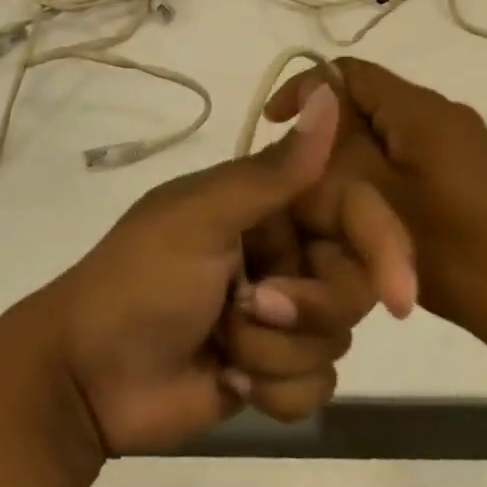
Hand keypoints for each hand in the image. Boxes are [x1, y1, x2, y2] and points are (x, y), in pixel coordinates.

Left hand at [38, 85, 398, 455]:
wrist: (86, 378)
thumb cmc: (142, 280)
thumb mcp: (204, 217)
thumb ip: (275, 170)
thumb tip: (331, 95)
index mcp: (268, 201)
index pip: (352, 208)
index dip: (382, 245)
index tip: (400, 296)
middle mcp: (283, 249)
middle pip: (353, 282)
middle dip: (306, 307)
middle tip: (253, 307)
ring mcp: (280, 312)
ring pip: (336, 339)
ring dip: (276, 353)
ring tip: (223, 344)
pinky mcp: (274, 369)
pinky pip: (317, 386)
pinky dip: (275, 391)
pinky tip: (228, 382)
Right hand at [266, 58, 486, 330]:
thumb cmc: (452, 251)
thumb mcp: (378, 199)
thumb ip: (338, 148)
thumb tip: (309, 111)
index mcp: (420, 108)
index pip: (350, 71)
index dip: (307, 88)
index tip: (276, 124)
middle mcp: (443, 110)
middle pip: (369, 97)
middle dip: (329, 125)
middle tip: (302, 170)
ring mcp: (462, 139)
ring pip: (388, 125)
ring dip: (354, 148)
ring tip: (329, 192)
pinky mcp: (471, 167)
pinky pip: (411, 147)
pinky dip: (381, 164)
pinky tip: (371, 206)